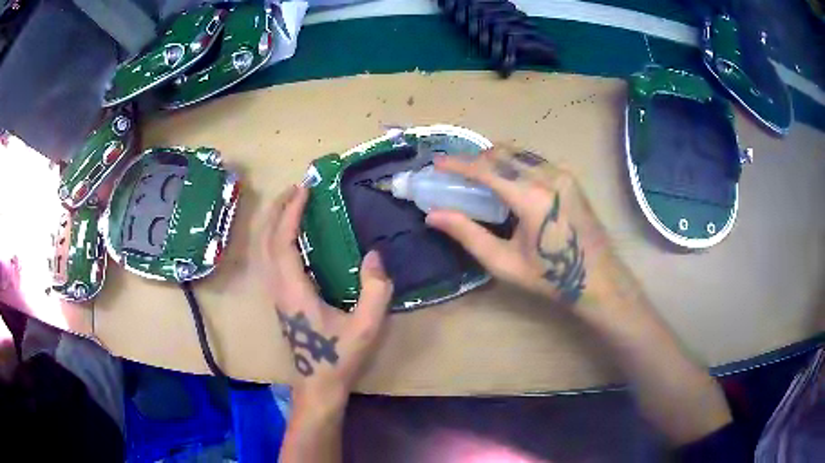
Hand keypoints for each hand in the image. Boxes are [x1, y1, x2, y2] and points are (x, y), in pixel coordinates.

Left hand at [261, 186, 393, 402]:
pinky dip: (275, 236)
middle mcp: (277, 287)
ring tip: (291, 203)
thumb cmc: (340, 356)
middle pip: (265, 239)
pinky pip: (268, 258)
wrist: (318, 383)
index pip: (283, 241)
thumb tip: (374, 255)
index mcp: (294, 291)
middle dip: (277, 209)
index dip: (291, 212)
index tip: (305, 189)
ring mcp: (274, 293)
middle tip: (296, 187)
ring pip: (262, 249)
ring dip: (273, 221)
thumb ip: (375, 290)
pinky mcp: (277, 298)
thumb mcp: (366, 326)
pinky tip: (290, 233)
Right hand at [425, 146, 613, 304]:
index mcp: (532, 199)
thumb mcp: (504, 263)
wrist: (596, 277)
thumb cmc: (549, 276)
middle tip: (455, 171)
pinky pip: (533, 160)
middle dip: (474, 158)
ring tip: (476, 174)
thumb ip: (468, 235)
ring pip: (518, 153)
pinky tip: (505, 178)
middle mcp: (548, 177)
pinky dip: (512, 162)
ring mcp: (562, 173)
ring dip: (493, 158)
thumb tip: (433, 216)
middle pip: (502, 153)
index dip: (459, 164)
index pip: (487, 170)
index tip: (437, 163)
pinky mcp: (569, 176)